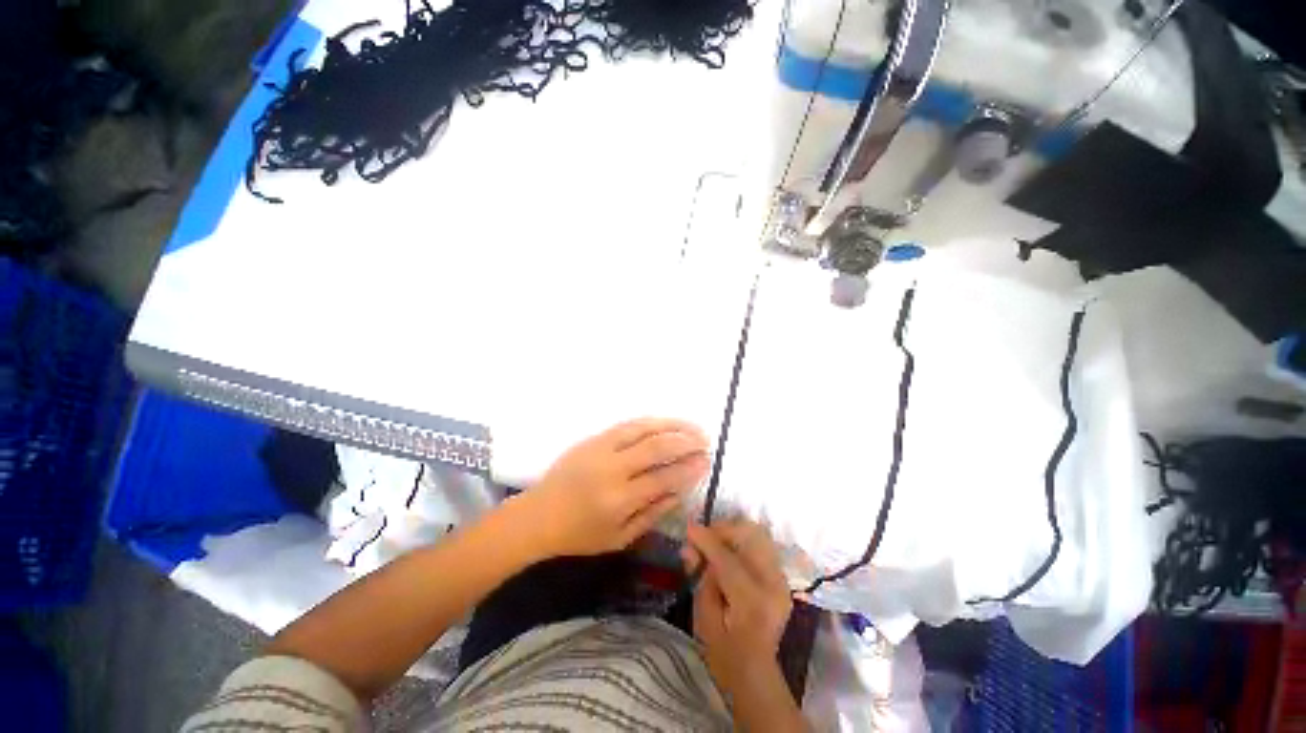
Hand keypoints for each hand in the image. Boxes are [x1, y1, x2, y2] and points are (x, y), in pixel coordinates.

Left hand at [517, 418, 709, 558]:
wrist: (538, 515)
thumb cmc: (579, 535)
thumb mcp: (619, 538)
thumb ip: (652, 514)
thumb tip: (681, 492)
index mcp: (619, 500)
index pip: (663, 479)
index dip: (688, 469)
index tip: (706, 462)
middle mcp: (612, 469)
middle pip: (656, 448)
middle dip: (685, 442)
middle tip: (705, 441)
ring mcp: (601, 449)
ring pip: (643, 429)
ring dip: (671, 425)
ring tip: (692, 427)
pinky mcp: (593, 439)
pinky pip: (627, 425)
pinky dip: (650, 422)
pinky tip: (665, 423)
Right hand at [683, 520, 792, 693]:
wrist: (756, 675)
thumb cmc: (723, 653)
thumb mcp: (703, 618)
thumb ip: (699, 577)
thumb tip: (691, 547)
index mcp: (751, 601)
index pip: (726, 557)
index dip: (705, 539)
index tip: (688, 528)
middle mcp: (772, 584)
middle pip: (749, 536)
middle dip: (723, 530)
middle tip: (703, 539)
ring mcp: (781, 580)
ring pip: (758, 535)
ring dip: (733, 534)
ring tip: (715, 544)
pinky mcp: (782, 579)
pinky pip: (762, 546)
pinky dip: (743, 542)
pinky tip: (728, 554)